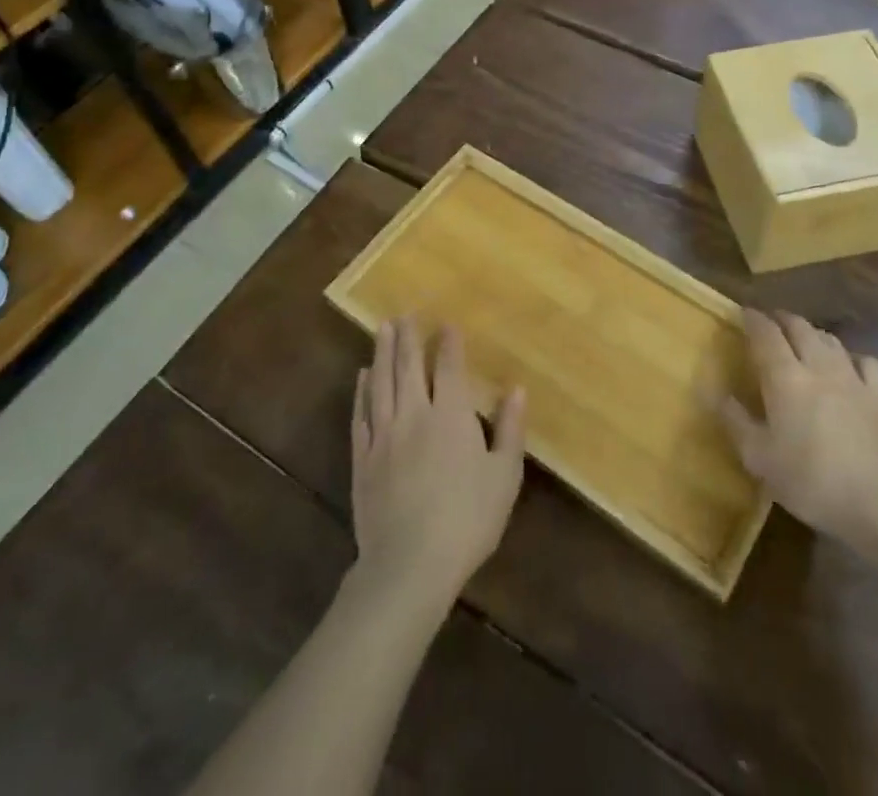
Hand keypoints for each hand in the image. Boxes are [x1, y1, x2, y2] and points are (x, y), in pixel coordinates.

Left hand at [350, 319, 525, 617]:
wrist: (409, 565)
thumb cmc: (467, 520)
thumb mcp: (504, 477)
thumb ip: (510, 429)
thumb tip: (517, 389)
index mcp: (450, 416)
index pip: (448, 367)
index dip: (448, 343)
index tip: (446, 323)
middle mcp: (414, 414)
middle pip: (409, 366)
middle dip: (408, 337)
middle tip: (405, 313)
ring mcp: (383, 435)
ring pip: (381, 383)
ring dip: (382, 352)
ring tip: (382, 328)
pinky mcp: (362, 458)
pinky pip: (360, 414)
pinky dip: (361, 391)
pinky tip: (363, 377)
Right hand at [719, 308, 877, 563]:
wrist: (877, 506)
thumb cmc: (809, 481)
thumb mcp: (759, 458)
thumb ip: (735, 421)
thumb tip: (716, 393)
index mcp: (785, 378)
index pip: (766, 334)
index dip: (753, 319)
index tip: (743, 313)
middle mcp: (818, 366)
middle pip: (799, 327)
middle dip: (781, 319)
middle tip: (770, 323)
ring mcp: (853, 379)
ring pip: (830, 339)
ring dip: (812, 333)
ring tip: (802, 339)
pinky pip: (866, 362)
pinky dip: (851, 357)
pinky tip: (848, 366)